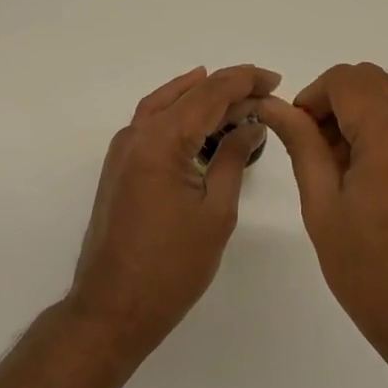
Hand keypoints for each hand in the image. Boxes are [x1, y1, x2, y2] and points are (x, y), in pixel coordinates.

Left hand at [67, 64, 277, 356]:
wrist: (112, 308)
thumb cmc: (171, 267)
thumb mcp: (216, 211)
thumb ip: (232, 158)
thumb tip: (251, 124)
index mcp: (161, 141)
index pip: (210, 94)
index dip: (244, 81)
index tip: (275, 78)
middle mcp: (137, 134)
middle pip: (187, 94)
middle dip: (227, 87)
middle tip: (265, 89)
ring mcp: (123, 150)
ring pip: (165, 103)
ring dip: (201, 95)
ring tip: (237, 95)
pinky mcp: (120, 167)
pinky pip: (151, 122)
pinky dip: (178, 111)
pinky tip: (198, 118)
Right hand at [258, 63, 387, 364]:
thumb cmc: (377, 277)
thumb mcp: (324, 210)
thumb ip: (302, 147)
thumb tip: (275, 107)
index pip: (345, 80)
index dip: (312, 97)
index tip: (297, 134)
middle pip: (372, 81)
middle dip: (335, 102)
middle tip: (316, 150)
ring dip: (361, 115)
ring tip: (341, 171)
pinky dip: (385, 132)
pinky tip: (371, 182)